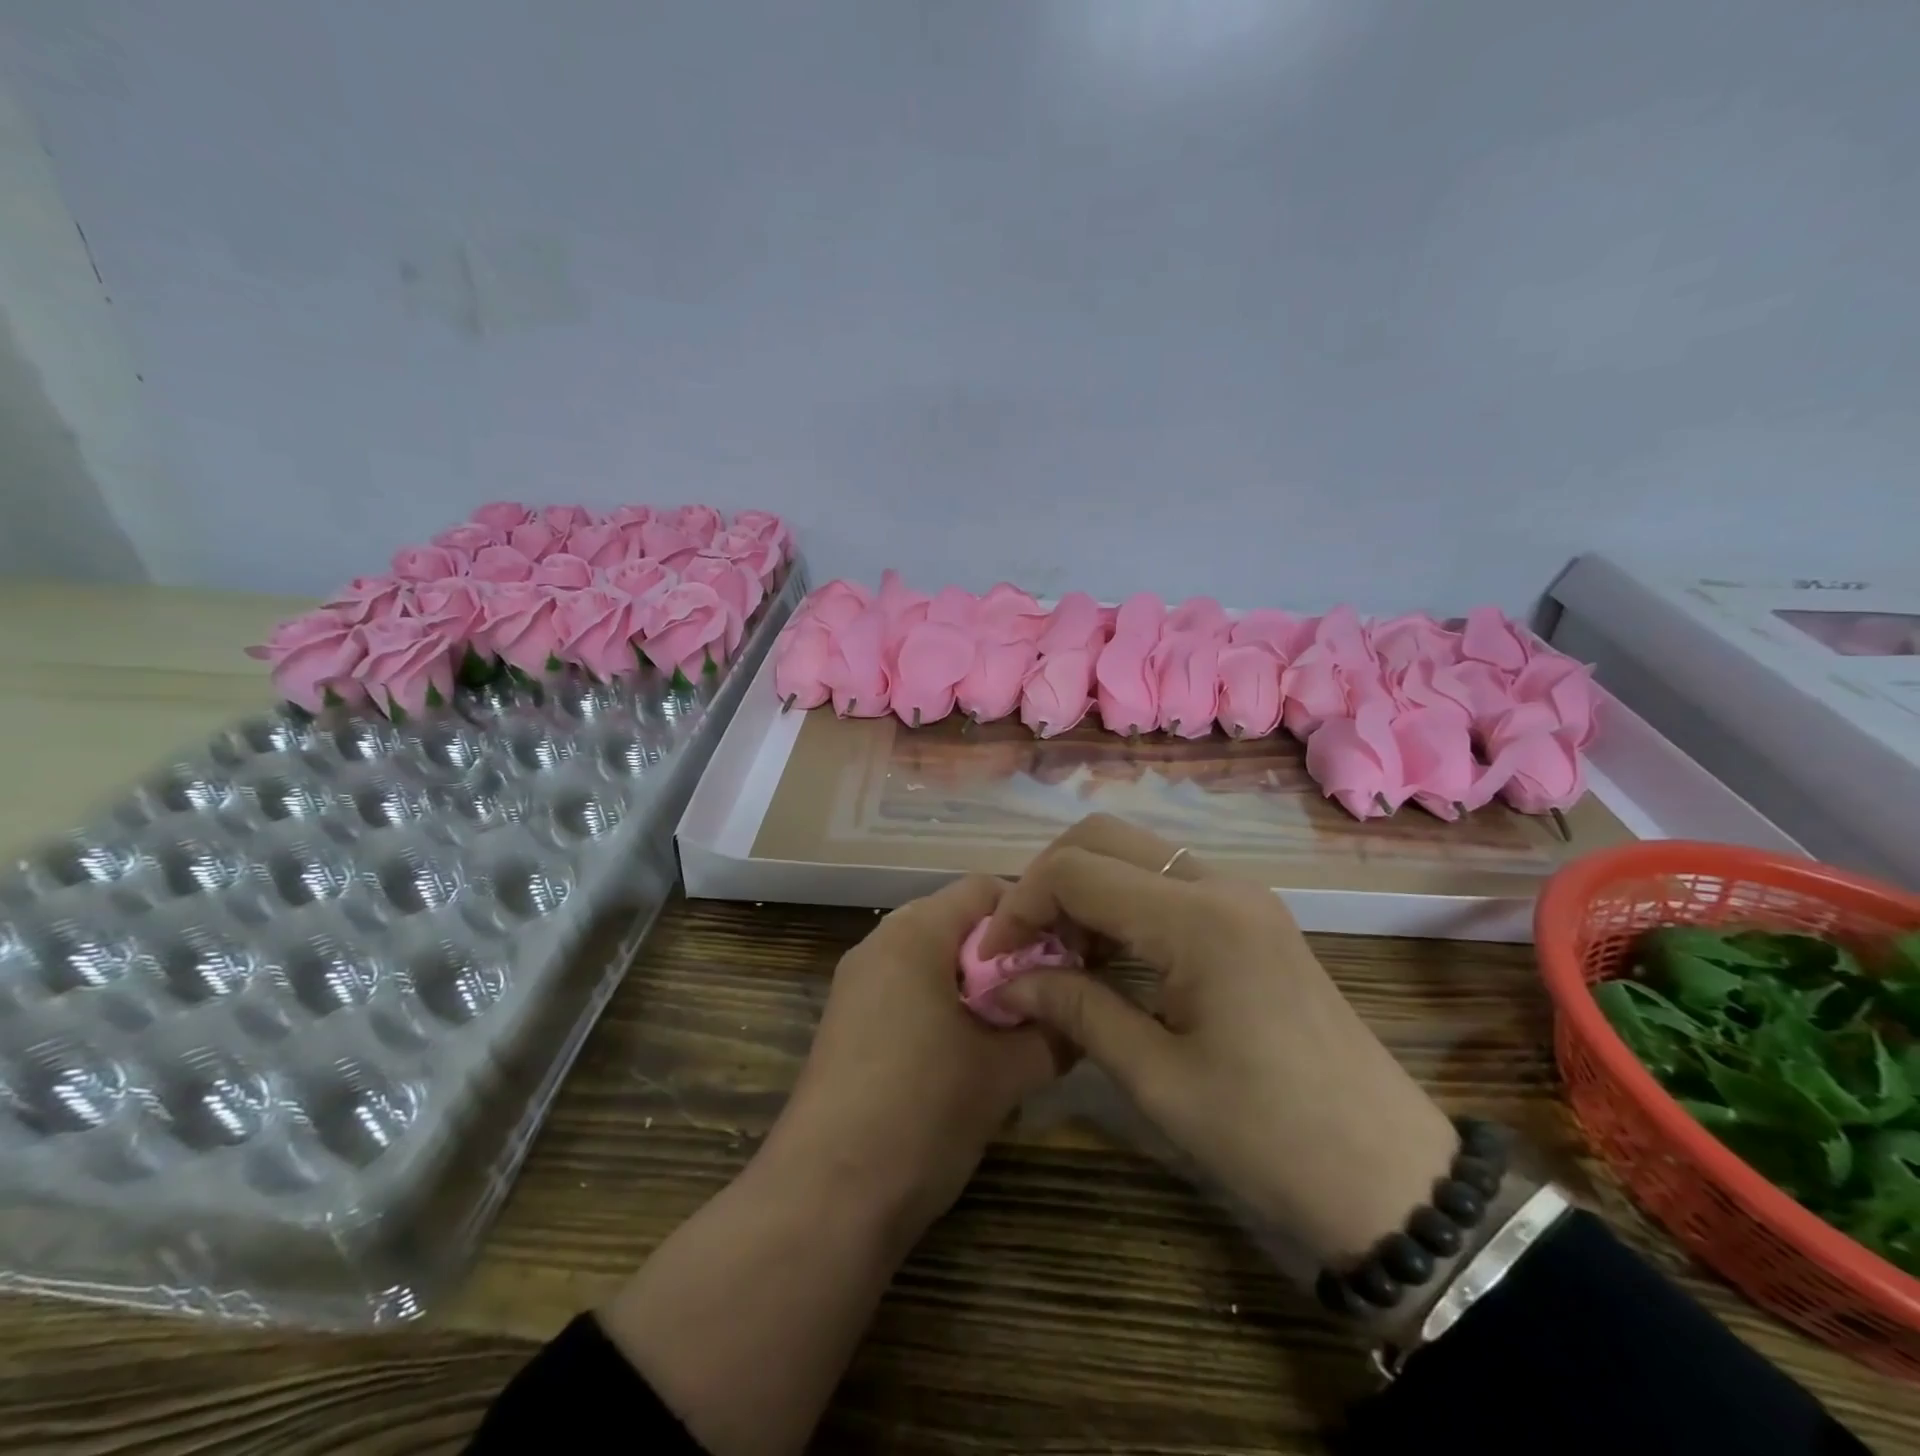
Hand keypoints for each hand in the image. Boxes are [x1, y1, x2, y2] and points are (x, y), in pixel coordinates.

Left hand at [765, 874, 1061, 1239]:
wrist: (826, 1198)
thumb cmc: (922, 1112)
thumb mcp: (1004, 1074)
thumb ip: (1054, 1033)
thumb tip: (1083, 1017)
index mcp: (914, 933)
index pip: (983, 889)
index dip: (1031, 917)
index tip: (1066, 959)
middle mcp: (879, 944)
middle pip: (955, 921)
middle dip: (1005, 954)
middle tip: (1045, 996)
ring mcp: (856, 984)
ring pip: (931, 958)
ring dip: (975, 984)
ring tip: (1011, 1030)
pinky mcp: (846, 1023)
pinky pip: (906, 990)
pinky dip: (943, 1005)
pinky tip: (966, 1055)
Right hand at [981, 814, 1457, 1265]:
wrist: (1392, 1176)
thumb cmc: (1269, 1137)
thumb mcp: (1157, 1080)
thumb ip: (1076, 1010)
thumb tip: (1009, 979)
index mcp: (1196, 919)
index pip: (1076, 870)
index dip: (1020, 905)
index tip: (993, 958)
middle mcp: (1220, 885)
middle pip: (1103, 837)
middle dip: (1047, 880)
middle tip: (1023, 946)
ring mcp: (1241, 896)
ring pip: (1135, 853)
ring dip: (1084, 888)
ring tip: (1057, 954)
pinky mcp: (1251, 917)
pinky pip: (1166, 882)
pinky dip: (1121, 901)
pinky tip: (1107, 955)